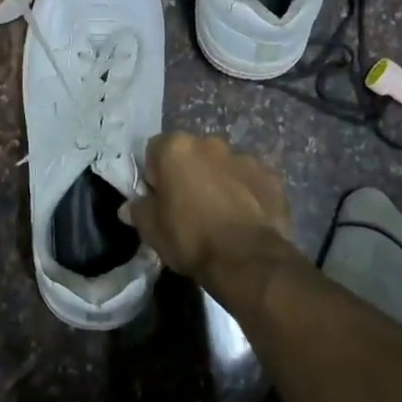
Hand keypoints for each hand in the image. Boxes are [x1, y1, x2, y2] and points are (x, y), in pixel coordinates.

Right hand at [122, 133, 296, 285]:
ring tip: (220, 215)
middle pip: (192, 154)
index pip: (155, 150)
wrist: (246, 258)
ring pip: (224, 166)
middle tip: (188, 206)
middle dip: (189, 173)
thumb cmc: (189, 237)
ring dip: (219, 182)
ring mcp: (245, 158)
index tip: (158, 199)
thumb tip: (129, 207)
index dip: (154, 174)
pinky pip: (251, 181)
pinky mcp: (271, 177)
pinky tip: (244, 219)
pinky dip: (246, 194)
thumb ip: (138, 211)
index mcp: (176, 148)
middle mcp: (211, 144)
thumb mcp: (151, 229)